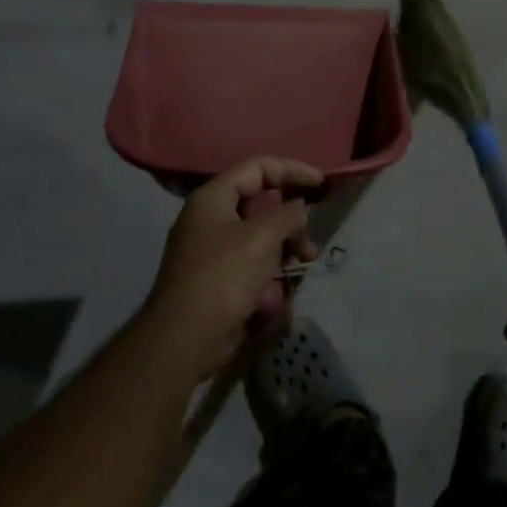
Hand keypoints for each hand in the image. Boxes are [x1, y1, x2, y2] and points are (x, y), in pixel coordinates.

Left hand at [142, 157, 323, 381]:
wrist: (185, 339)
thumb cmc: (223, 276)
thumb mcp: (262, 237)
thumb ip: (288, 215)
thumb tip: (300, 208)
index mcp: (213, 198)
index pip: (257, 168)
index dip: (291, 170)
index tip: (320, 182)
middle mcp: (211, 219)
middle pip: (260, 202)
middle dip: (291, 216)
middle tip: (312, 229)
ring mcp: (214, 250)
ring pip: (260, 235)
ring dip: (287, 244)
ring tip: (306, 259)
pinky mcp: (220, 279)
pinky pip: (253, 263)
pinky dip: (272, 269)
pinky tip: (282, 288)